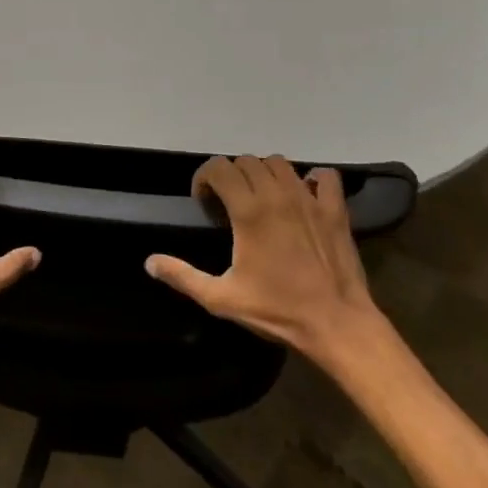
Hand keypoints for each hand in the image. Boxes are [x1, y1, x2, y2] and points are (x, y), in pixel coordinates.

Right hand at [145, 155, 385, 369]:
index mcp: (248, 211)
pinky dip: (311, 179)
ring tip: (261, 198)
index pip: (219, 167)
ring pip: (279, 163)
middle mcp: (277, 195)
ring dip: (264, 173)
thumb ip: (183, 276)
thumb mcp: (221, 298)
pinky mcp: (335, 210)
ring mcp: (309, 199)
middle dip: (231, 176)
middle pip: (246, 161)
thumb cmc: (277, 310)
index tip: (203, 201)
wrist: (337, 325)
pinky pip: (324, 176)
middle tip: (228, 203)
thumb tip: (149, 262)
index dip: (204, 178)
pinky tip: (303, 196)